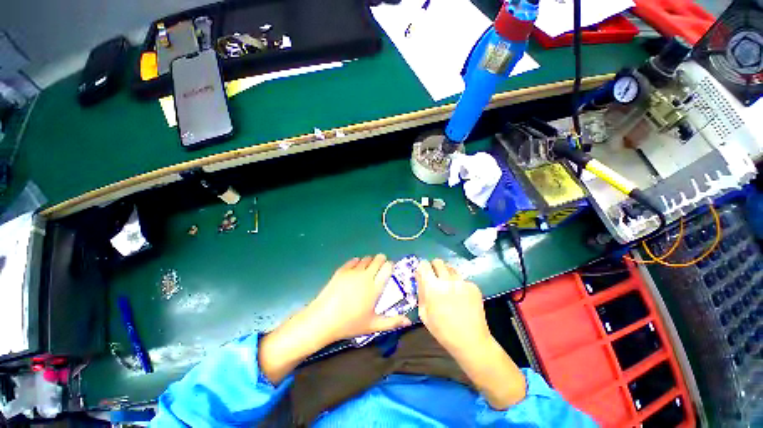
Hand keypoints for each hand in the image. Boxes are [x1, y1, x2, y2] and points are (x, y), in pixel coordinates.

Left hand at [259, 255, 410, 384]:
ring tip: (368, 269)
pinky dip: (357, 263)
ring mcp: (353, 271)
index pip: (387, 267)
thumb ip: (392, 322)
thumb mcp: (373, 325)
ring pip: (366, 258)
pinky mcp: (342, 270)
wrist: (323, 319)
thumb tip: (409, 321)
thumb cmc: (350, 323)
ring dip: (369, 261)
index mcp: (375, 287)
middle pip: (378, 259)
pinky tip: (355, 270)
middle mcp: (366, 275)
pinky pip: (353, 260)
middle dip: (381, 259)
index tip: (389, 268)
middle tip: (380, 266)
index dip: (390, 265)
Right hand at [416, 259, 491, 353]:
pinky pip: (462, 278)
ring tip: (448, 287)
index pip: (424, 264)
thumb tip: (419, 275)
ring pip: (451, 268)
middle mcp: (447, 280)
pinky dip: (458, 283)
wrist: (471, 341)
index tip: (423, 273)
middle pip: (438, 262)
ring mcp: (462, 282)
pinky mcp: (473, 286)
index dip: (422, 267)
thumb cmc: (442, 330)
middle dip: (434, 267)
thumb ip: (420, 291)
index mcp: (433, 286)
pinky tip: (460, 296)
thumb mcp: (424, 313)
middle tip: (435, 278)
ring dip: (446, 274)